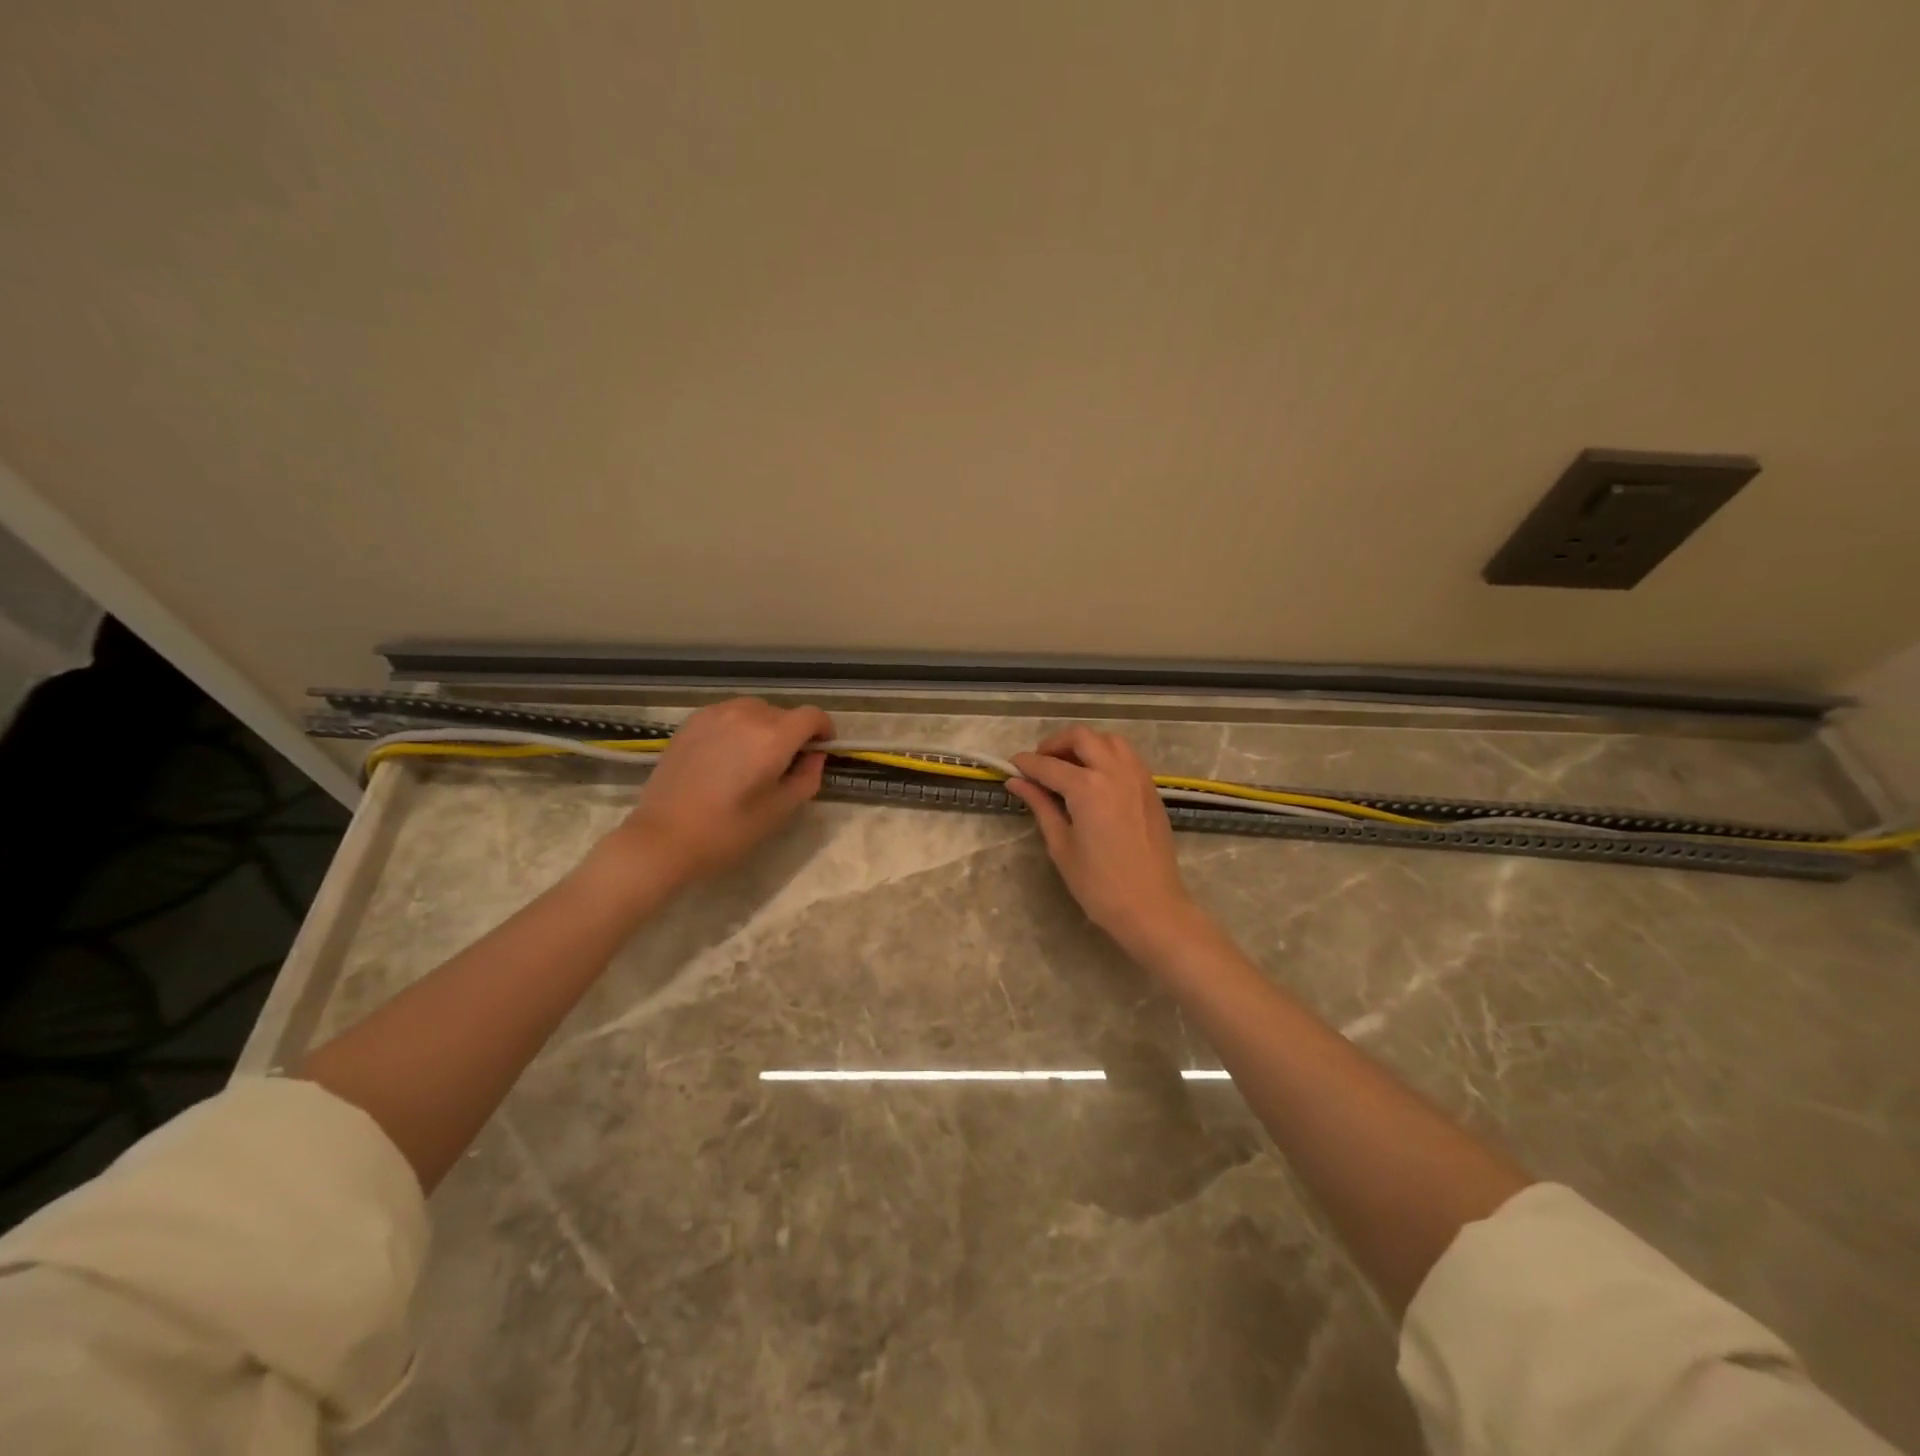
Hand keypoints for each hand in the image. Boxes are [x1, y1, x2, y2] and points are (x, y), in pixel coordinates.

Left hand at [610, 697, 833, 889]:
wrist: (663, 837)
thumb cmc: (728, 830)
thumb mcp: (780, 811)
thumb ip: (807, 778)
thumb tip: (815, 757)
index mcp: (773, 737)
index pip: (812, 715)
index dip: (824, 729)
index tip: (822, 749)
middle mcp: (747, 716)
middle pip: (783, 712)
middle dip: (793, 732)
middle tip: (786, 763)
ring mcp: (715, 715)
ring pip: (755, 710)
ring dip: (765, 726)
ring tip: (755, 757)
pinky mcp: (691, 722)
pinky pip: (728, 714)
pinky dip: (738, 726)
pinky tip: (728, 754)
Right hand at [1007, 726, 1203, 959]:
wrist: (1151, 907)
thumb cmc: (1099, 884)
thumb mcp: (1061, 845)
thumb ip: (1041, 806)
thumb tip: (1016, 782)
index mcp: (1087, 788)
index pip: (1048, 765)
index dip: (1026, 764)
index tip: (1010, 766)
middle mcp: (1114, 772)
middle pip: (1082, 738)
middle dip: (1055, 744)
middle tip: (1040, 764)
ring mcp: (1137, 778)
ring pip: (1109, 740)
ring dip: (1085, 744)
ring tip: (1069, 766)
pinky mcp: (1151, 789)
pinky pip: (1127, 756)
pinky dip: (1107, 755)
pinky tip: (1095, 777)